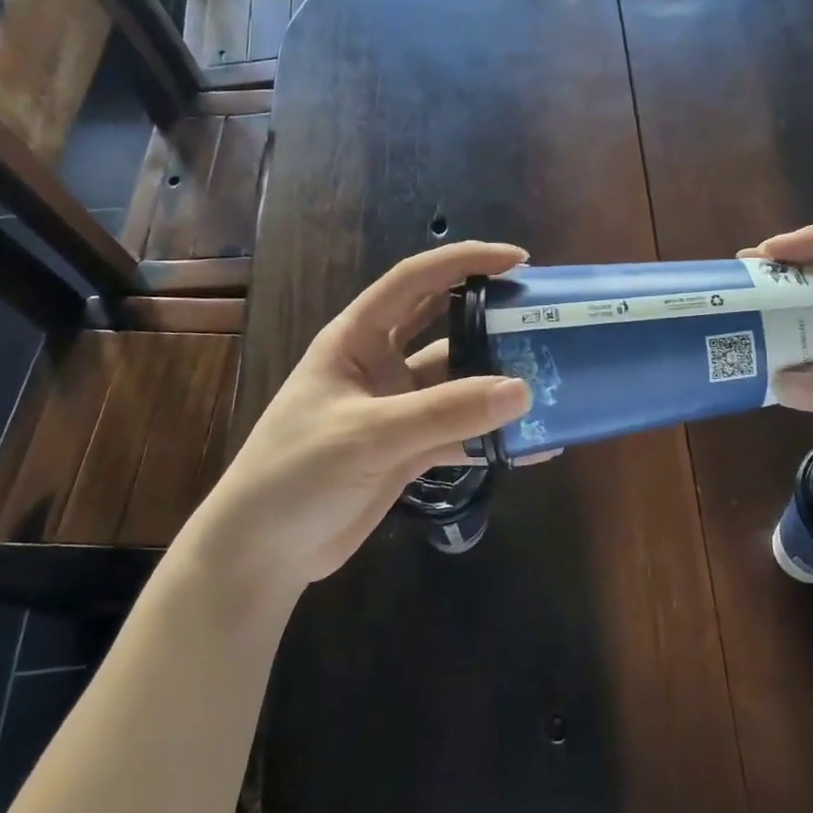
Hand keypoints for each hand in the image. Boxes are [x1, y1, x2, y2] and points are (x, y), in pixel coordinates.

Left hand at [183, 241, 533, 593]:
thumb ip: (444, 412)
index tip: (518, 260)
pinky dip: (491, 437)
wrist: (261, 552)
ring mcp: (396, 408)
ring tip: (551, 380)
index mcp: (357, 338)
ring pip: (457, 383)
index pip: (415, 281)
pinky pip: (459, 433)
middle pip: (443, 325)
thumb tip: (521, 389)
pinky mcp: (408, 450)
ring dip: (496, 383)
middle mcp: (380, 364)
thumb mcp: (369, 434)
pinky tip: (532, 444)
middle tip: (541, 314)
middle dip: (489, 315)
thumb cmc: (297, 472)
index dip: (464, 262)